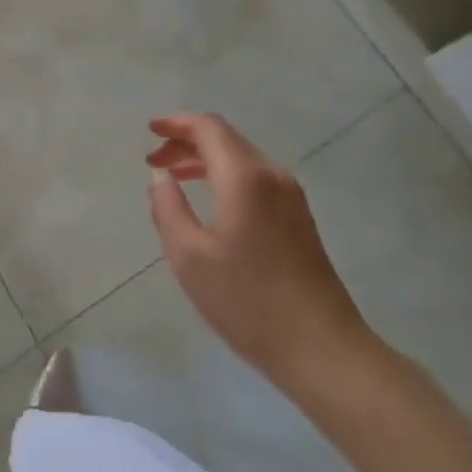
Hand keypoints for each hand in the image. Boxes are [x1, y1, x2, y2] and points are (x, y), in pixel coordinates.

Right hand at [145, 112, 379, 393]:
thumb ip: (168, 208)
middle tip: (154, 161)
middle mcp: (272, 175)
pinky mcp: (299, 218)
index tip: (150, 130)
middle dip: (187, 142)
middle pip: (226, 139)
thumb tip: (159, 175)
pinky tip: (210, 201)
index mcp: (245, 177)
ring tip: (174, 177)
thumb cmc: (248, 302)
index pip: (209, 128)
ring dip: (206, 161)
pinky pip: (256, 180)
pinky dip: (226, 177)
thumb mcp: (190, 257)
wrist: (322, 348)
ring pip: (242, 159)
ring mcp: (292, 197)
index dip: (176, 123)